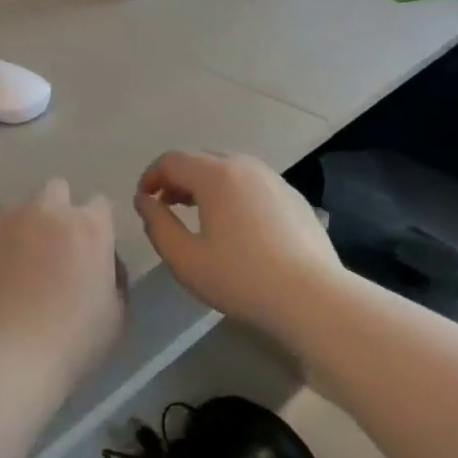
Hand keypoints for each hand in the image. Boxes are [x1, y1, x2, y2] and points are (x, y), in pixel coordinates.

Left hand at [0, 178, 124, 384]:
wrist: (5, 360)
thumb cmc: (72, 342)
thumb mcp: (115, 315)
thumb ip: (111, 278)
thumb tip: (98, 267)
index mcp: (87, 227)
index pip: (99, 205)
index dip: (96, 226)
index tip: (91, 252)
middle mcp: (44, 213)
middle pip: (55, 190)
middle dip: (57, 211)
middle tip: (53, 250)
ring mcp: (1, 224)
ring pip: (13, 210)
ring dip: (19, 229)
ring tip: (15, 269)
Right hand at [134, 152, 343, 334]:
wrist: (312, 297)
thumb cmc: (241, 278)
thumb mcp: (185, 258)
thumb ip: (158, 225)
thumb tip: (145, 201)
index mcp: (216, 175)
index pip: (172, 160)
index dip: (151, 177)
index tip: (144, 202)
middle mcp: (246, 166)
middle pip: (201, 159)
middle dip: (178, 178)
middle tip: (167, 207)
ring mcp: (274, 179)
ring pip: (229, 169)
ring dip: (206, 184)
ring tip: (199, 215)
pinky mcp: (293, 197)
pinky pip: (253, 184)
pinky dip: (233, 193)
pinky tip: (237, 227)